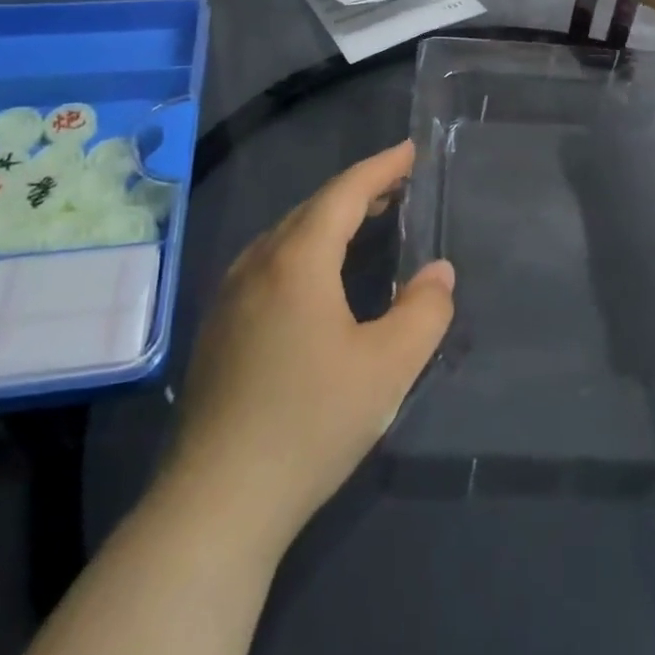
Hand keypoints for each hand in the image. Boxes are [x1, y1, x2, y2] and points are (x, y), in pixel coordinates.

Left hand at [171, 142, 452, 539]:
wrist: (215, 504)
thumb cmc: (310, 423)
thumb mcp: (388, 367)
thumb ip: (425, 311)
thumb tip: (439, 272)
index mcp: (297, 260)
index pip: (344, 193)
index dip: (381, 167)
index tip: (410, 149)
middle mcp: (257, 265)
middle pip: (312, 208)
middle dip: (358, 190)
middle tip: (397, 185)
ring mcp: (230, 297)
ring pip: (286, 235)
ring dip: (329, 219)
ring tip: (365, 220)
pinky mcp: (218, 330)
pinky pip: (269, 263)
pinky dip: (304, 248)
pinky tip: (317, 276)